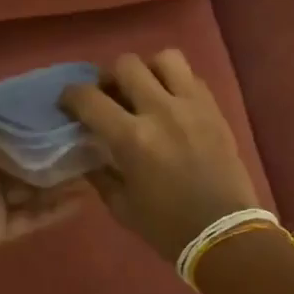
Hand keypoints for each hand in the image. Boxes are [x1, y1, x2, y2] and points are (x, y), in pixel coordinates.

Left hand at [0, 46, 82, 274]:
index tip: (62, 100)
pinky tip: (86, 198)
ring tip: (96, 163)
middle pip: (24, 157)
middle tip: (88, 132)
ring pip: (35, 187)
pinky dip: (58, 210)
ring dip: (61, 178)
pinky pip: (35, 217)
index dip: (29, 113)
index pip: (3, 124)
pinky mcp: (3, 227)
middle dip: (51, 147)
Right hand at [61, 50, 262, 261]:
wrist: (225, 234)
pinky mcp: (214, 109)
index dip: (71, 96)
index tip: (68, 103)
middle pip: (125, 65)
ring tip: (145, 90)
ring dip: (148, 70)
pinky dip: (176, 82)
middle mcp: (160, 111)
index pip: (89, 98)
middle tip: (109, 95)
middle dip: (109, 77)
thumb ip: (99, 171)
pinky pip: (191, 76)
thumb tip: (86, 147)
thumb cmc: (167, 227)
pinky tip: (171, 103)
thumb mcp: (121, 205)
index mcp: (132, 138)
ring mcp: (191, 105)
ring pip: (164, 58)